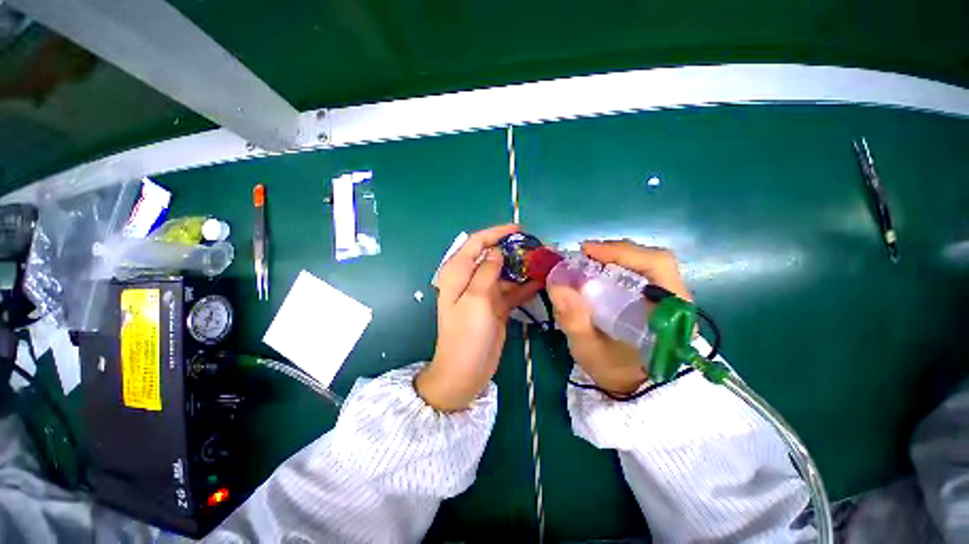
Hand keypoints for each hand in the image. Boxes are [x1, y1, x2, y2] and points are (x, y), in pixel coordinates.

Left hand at [416, 225, 541, 410]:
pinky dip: (524, 286)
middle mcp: (471, 279)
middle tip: (538, 247)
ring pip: (505, 273)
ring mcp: (484, 294)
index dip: (496, 233)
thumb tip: (496, 251)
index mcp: (458, 273)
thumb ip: (486, 271)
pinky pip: (511, 291)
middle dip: (514, 250)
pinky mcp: (496, 307)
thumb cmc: (466, 334)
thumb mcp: (475, 299)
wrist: (466, 372)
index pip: (476, 242)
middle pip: (493, 256)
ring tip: (545, 262)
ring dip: (522, 268)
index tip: (520, 230)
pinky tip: (542, 281)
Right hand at [547, 240, 691, 394]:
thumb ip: (574, 320)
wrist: (636, 391)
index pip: (657, 266)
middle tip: (583, 256)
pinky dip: (616, 269)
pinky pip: (639, 275)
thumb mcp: (589, 351)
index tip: (587, 251)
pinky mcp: (657, 302)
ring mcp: (668, 300)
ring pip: (644, 265)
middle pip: (651, 260)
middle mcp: (675, 300)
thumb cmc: (616, 374)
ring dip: (614, 259)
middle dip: (614, 253)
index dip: (621, 252)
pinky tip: (598, 275)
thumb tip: (557, 283)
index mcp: (670, 313)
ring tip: (587, 263)